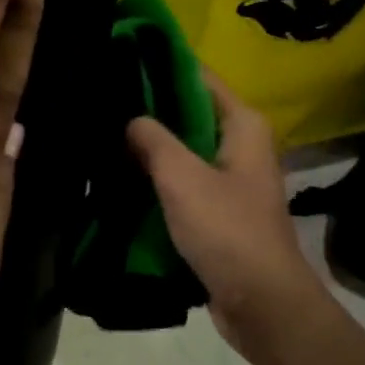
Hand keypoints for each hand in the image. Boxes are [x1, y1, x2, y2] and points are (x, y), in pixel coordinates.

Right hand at [125, 67, 324, 359]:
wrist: (261, 303)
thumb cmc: (227, 231)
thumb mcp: (182, 178)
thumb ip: (153, 140)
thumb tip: (131, 120)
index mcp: (243, 126)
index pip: (198, 77)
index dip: (162, 66)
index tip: (120, 61)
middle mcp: (241, 146)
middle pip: (189, 113)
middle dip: (150, 109)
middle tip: (103, 102)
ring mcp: (230, 179)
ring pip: (183, 150)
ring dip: (151, 147)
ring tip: (104, 135)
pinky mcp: (219, 210)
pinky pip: (183, 181)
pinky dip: (157, 178)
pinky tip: (122, 177)